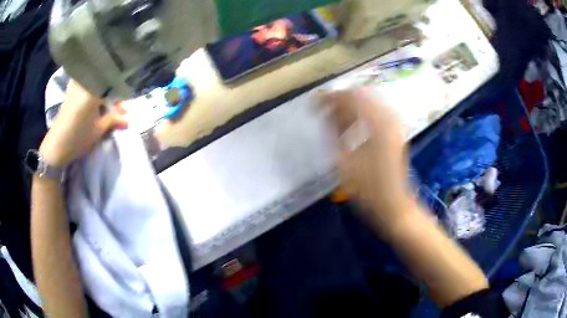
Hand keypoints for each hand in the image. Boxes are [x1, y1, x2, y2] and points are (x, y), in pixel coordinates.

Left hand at [39, 80, 127, 167]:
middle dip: (112, 96)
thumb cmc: (78, 137)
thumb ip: (113, 121)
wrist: (56, 146)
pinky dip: (93, 95)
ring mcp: (76, 87)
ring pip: (94, 86)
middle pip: (103, 84)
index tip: (124, 110)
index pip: (112, 86)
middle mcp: (84, 83)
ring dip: (102, 96)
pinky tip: (95, 107)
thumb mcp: (98, 130)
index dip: (120, 98)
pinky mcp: (70, 93)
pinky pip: (86, 88)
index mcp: (92, 89)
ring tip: (106, 110)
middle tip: (117, 112)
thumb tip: (129, 120)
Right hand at [321, 88, 415, 232]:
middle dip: (340, 100)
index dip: (330, 97)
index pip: (350, 97)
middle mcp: (388, 117)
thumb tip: (325, 112)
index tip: (314, 102)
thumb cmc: (367, 187)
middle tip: (323, 111)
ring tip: (334, 118)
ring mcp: (394, 123)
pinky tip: (350, 125)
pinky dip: (360, 114)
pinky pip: (375, 111)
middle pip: (360, 95)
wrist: (392, 202)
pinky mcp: (395, 130)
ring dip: (349, 107)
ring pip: (368, 101)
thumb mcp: (344, 161)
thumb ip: (334, 132)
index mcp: (376, 124)